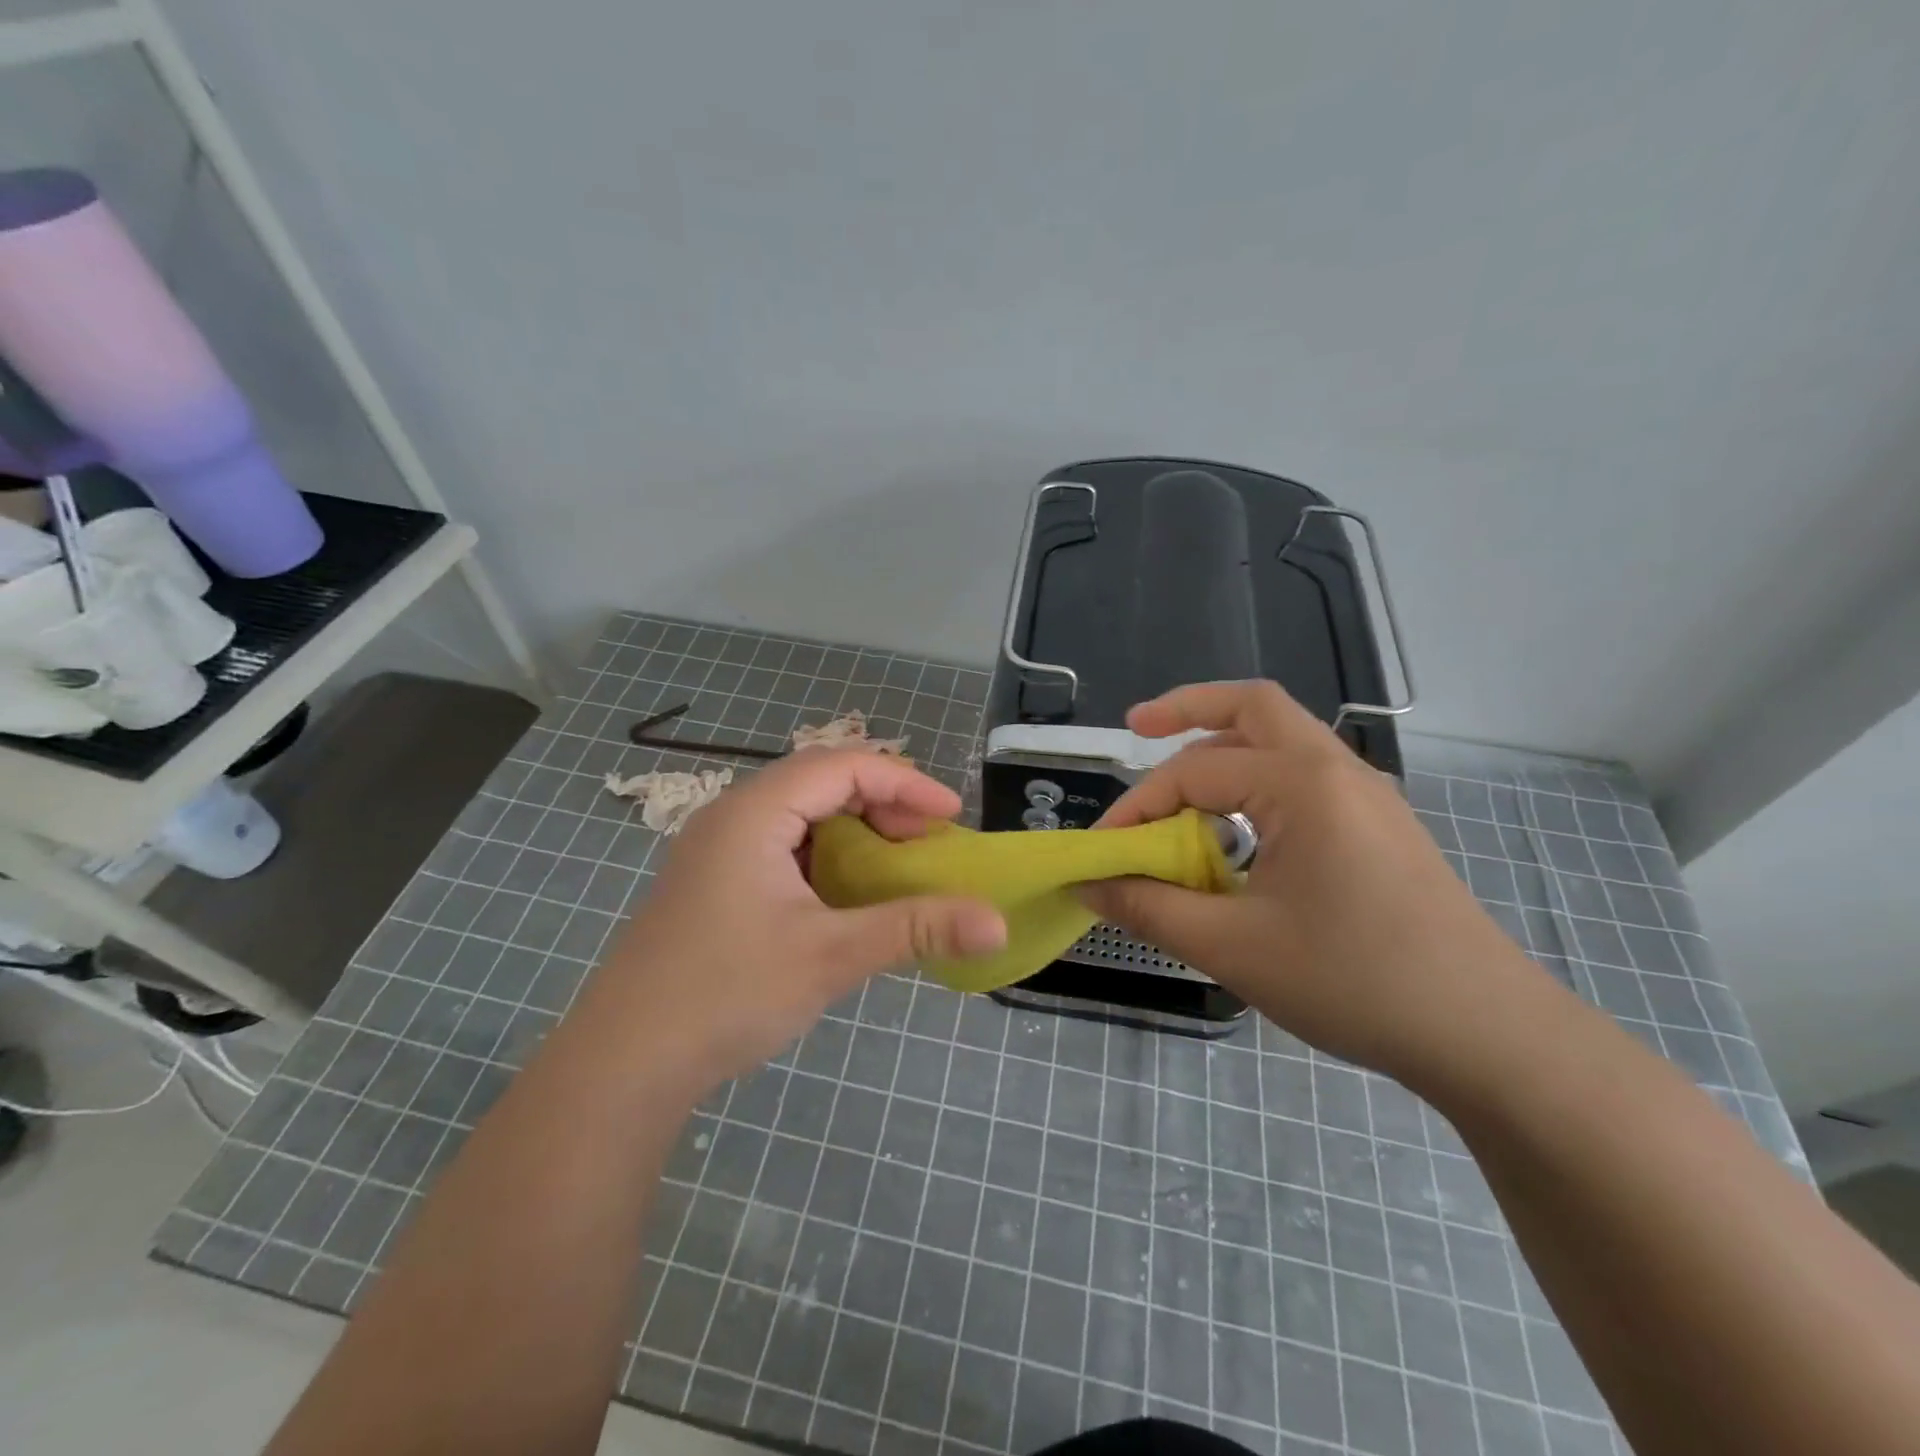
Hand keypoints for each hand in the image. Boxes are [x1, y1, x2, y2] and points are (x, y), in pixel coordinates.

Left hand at [590, 748, 1005, 1090]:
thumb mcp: (831, 955)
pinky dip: (825, 858)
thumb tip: (996, 923)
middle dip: (882, 804)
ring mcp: (716, 851)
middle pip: (820, 783)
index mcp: (754, 813)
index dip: (905, 782)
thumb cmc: (727, 993)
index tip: (951, 818)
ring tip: (894, 864)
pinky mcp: (713, 884)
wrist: (622, 1064)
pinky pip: (781, 848)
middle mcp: (732, 818)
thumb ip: (916, 929)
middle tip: (926, 843)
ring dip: (853, 831)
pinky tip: (844, 895)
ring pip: (800, 816)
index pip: (843, 767)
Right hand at [1079, 681, 1536, 1083]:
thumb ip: (1150, 908)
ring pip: (1282, 739)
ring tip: (1180, 785)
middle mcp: (1337, 770)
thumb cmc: (1355, 981)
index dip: (1136, 808)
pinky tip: (1238, 830)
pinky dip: (1257, 782)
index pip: (1193, 773)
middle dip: (1188, 708)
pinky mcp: (1380, 826)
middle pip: (1252, 706)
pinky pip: (1304, 777)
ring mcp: (1367, 795)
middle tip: (1137, 726)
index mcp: (1302, 784)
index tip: (1102, 851)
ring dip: (1225, 747)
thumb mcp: (1234, 947)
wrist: (1488, 1035)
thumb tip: (1090, 886)